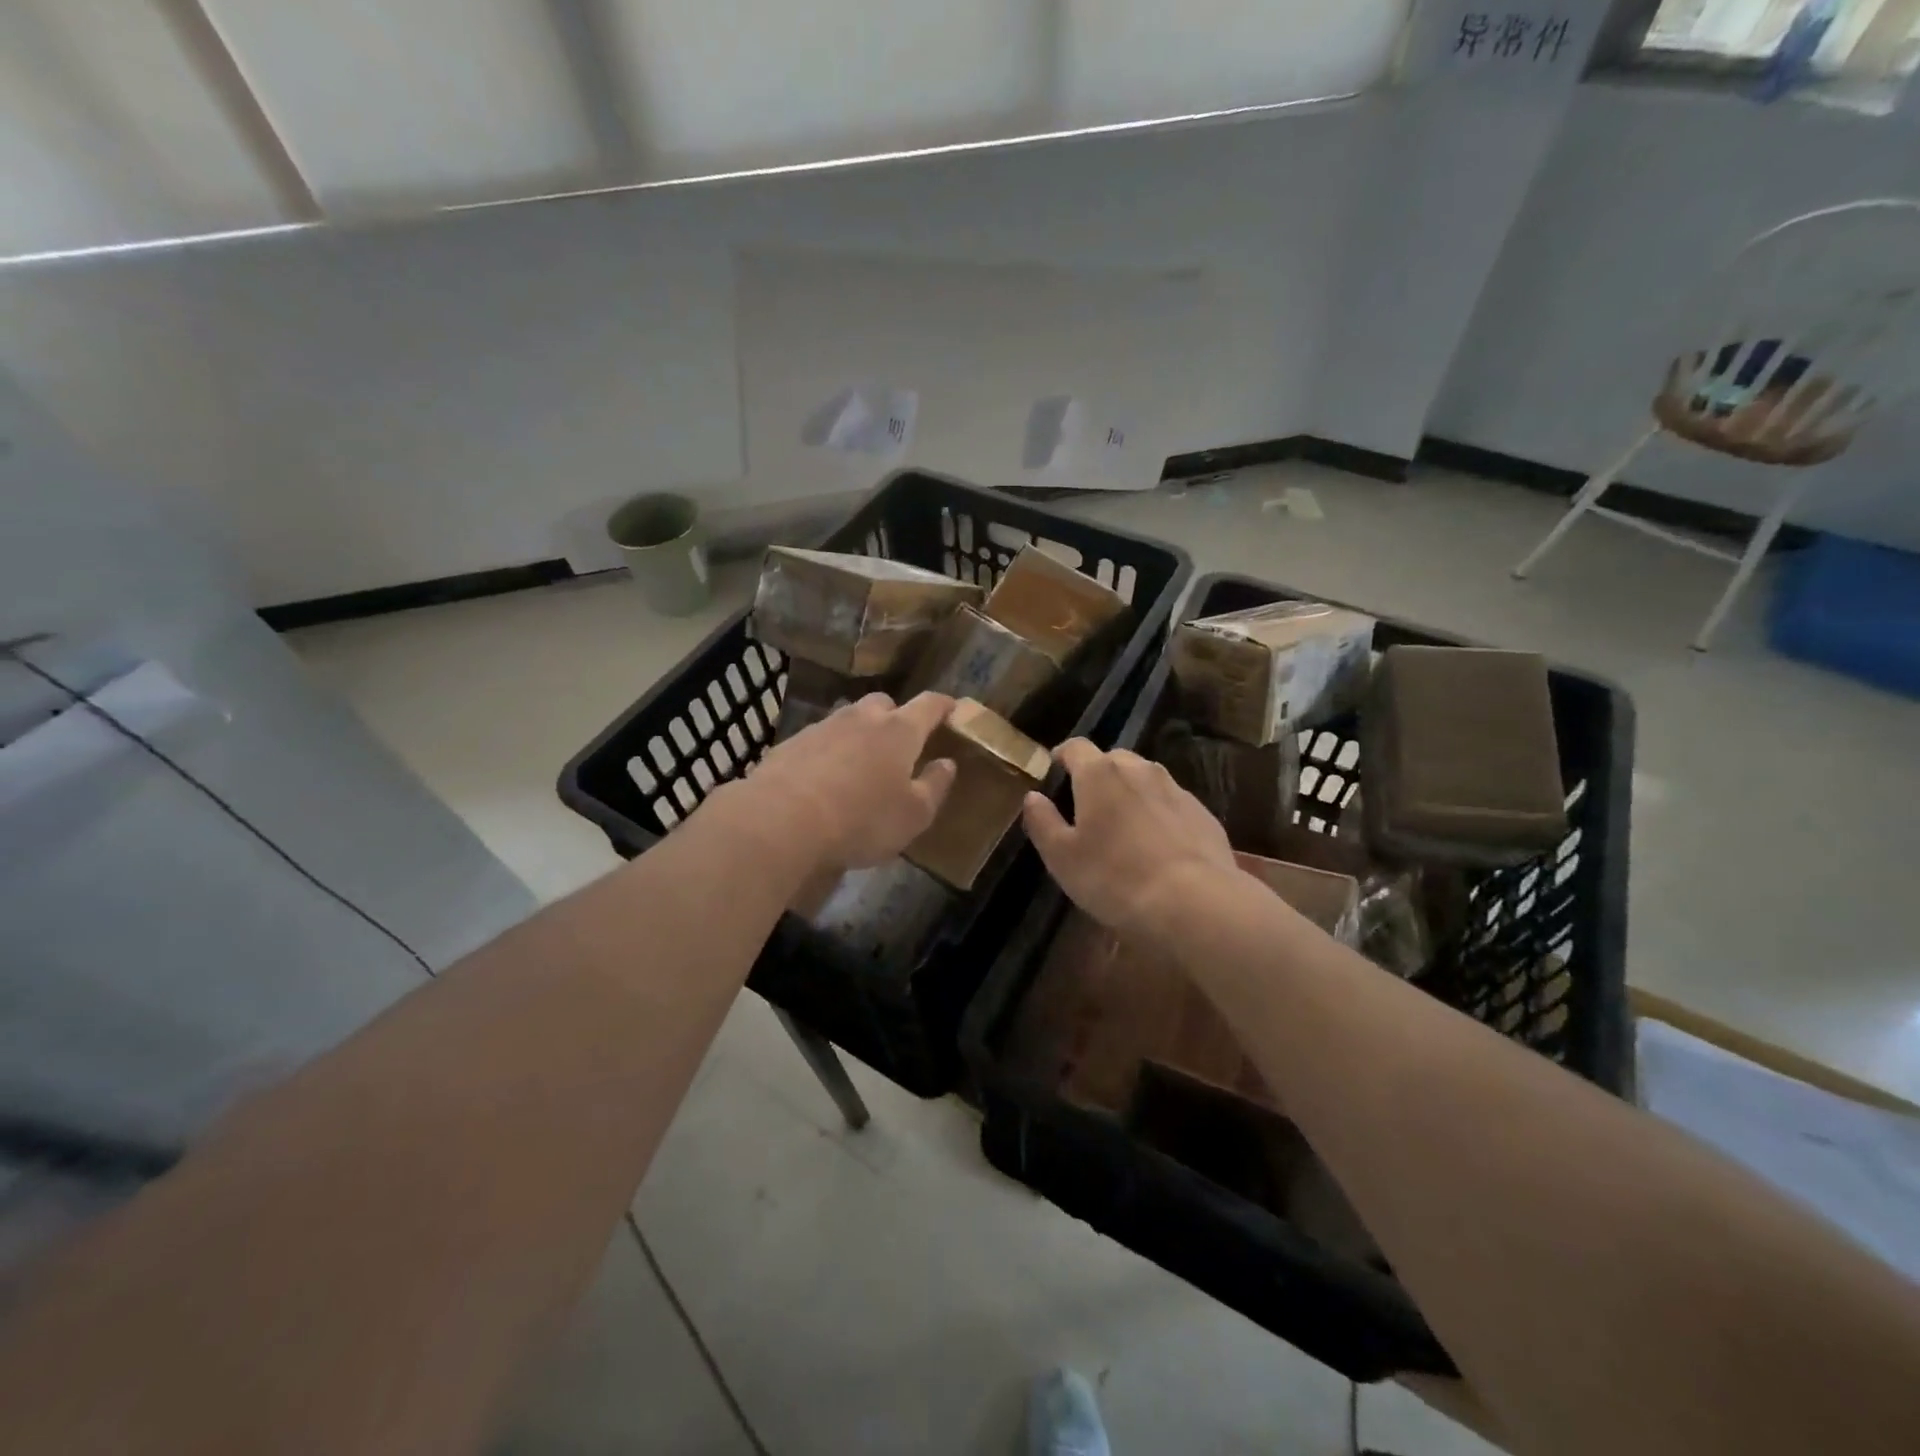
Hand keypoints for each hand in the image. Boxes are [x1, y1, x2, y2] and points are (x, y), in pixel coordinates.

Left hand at [746, 691, 957, 871]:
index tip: (952, 709)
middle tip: (901, 743)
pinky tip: (825, 778)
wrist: (780, 821)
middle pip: (884, 704)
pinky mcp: (791, 743)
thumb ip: (935, 786)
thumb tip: (947, 763)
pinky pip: (820, 740)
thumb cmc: (861, 820)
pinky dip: (829, 752)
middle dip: (896, 717)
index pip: (929, 705)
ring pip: (849, 720)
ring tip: (860, 764)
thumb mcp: (913, 815)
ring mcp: (823, 727)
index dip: (944, 706)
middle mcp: (862, 718)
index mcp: (899, 731)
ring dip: (860, 734)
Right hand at [1021, 739, 1236, 941]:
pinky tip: (1157, 847)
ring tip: (1124, 829)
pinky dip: (1159, 815)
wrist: (1194, 903)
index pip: (1075, 747)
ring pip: (1145, 780)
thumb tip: (1033, 797)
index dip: (1062, 756)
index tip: (1054, 772)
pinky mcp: (1202, 813)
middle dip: (1097, 776)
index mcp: (1099, 773)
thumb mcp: (1062, 857)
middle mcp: (1139, 769)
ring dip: (1130, 794)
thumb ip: (1042, 821)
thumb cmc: (1114, 877)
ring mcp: (1176, 788)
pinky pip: (1171, 803)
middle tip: (1088, 808)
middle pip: (1112, 760)